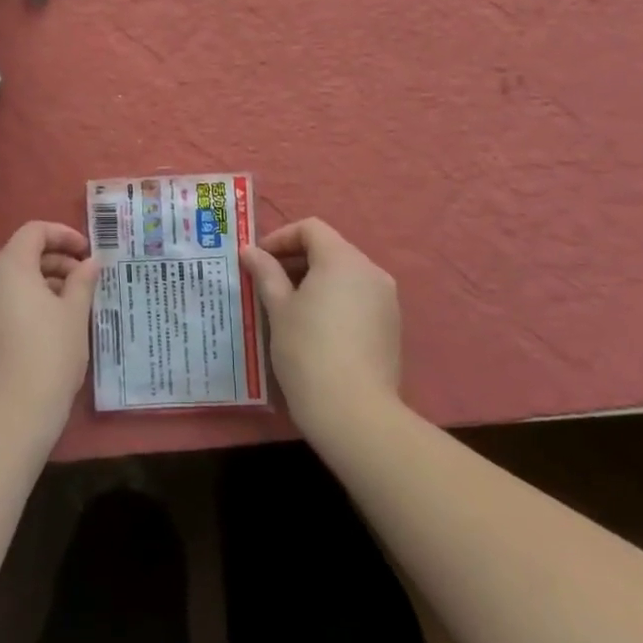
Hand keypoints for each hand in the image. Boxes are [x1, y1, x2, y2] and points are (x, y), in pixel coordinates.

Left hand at [0, 221, 99, 438]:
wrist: (11, 411)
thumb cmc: (50, 352)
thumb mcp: (75, 313)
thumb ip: (82, 280)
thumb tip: (90, 262)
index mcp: (9, 265)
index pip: (34, 231)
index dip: (63, 235)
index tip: (87, 253)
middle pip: (22, 254)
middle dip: (56, 261)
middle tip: (85, 280)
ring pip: (12, 280)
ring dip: (43, 282)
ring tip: (73, 303)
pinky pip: (2, 302)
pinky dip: (26, 302)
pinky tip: (51, 324)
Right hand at [241, 218, 401, 441]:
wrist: (354, 413)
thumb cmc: (308, 351)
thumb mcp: (279, 309)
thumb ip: (266, 273)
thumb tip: (250, 251)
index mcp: (343, 259)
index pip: (311, 229)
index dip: (281, 238)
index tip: (258, 259)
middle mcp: (371, 271)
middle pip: (330, 249)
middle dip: (296, 260)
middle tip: (266, 283)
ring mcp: (386, 300)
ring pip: (345, 275)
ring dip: (315, 281)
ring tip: (287, 307)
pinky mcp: (391, 327)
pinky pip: (358, 298)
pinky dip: (334, 300)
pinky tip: (314, 328)